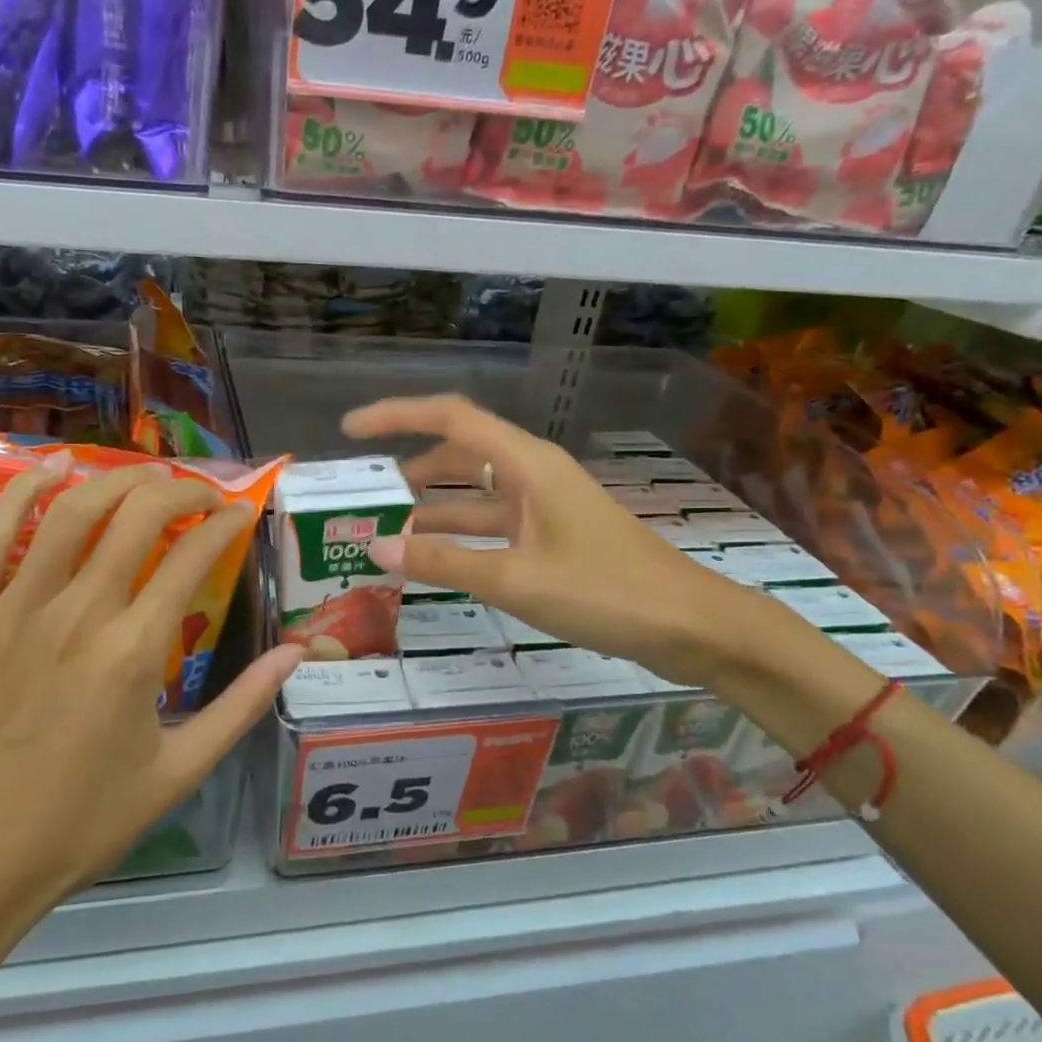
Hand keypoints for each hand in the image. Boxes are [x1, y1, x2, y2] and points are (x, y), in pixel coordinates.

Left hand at [0, 460, 301, 987]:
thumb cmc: (80, 825)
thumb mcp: (179, 773)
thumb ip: (243, 706)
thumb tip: (296, 652)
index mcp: (135, 652)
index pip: (193, 556)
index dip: (225, 524)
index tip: (240, 515)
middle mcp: (77, 615)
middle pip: (138, 517)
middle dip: (181, 490)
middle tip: (201, 494)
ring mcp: (11, 612)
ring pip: (71, 513)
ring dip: (117, 481)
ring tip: (146, 476)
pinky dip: (23, 492)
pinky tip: (54, 469)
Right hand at [344, 394, 756, 687]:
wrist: (691, 626)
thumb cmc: (606, 593)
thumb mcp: (517, 580)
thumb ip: (444, 563)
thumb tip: (376, 547)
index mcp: (526, 464)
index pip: (450, 419)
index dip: (396, 416)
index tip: (351, 430)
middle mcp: (532, 473)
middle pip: (458, 455)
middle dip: (408, 469)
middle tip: (362, 495)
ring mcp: (543, 505)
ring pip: (474, 495)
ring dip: (431, 509)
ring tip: (383, 530)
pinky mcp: (551, 535)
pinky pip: (492, 524)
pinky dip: (459, 537)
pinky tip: (431, 559)